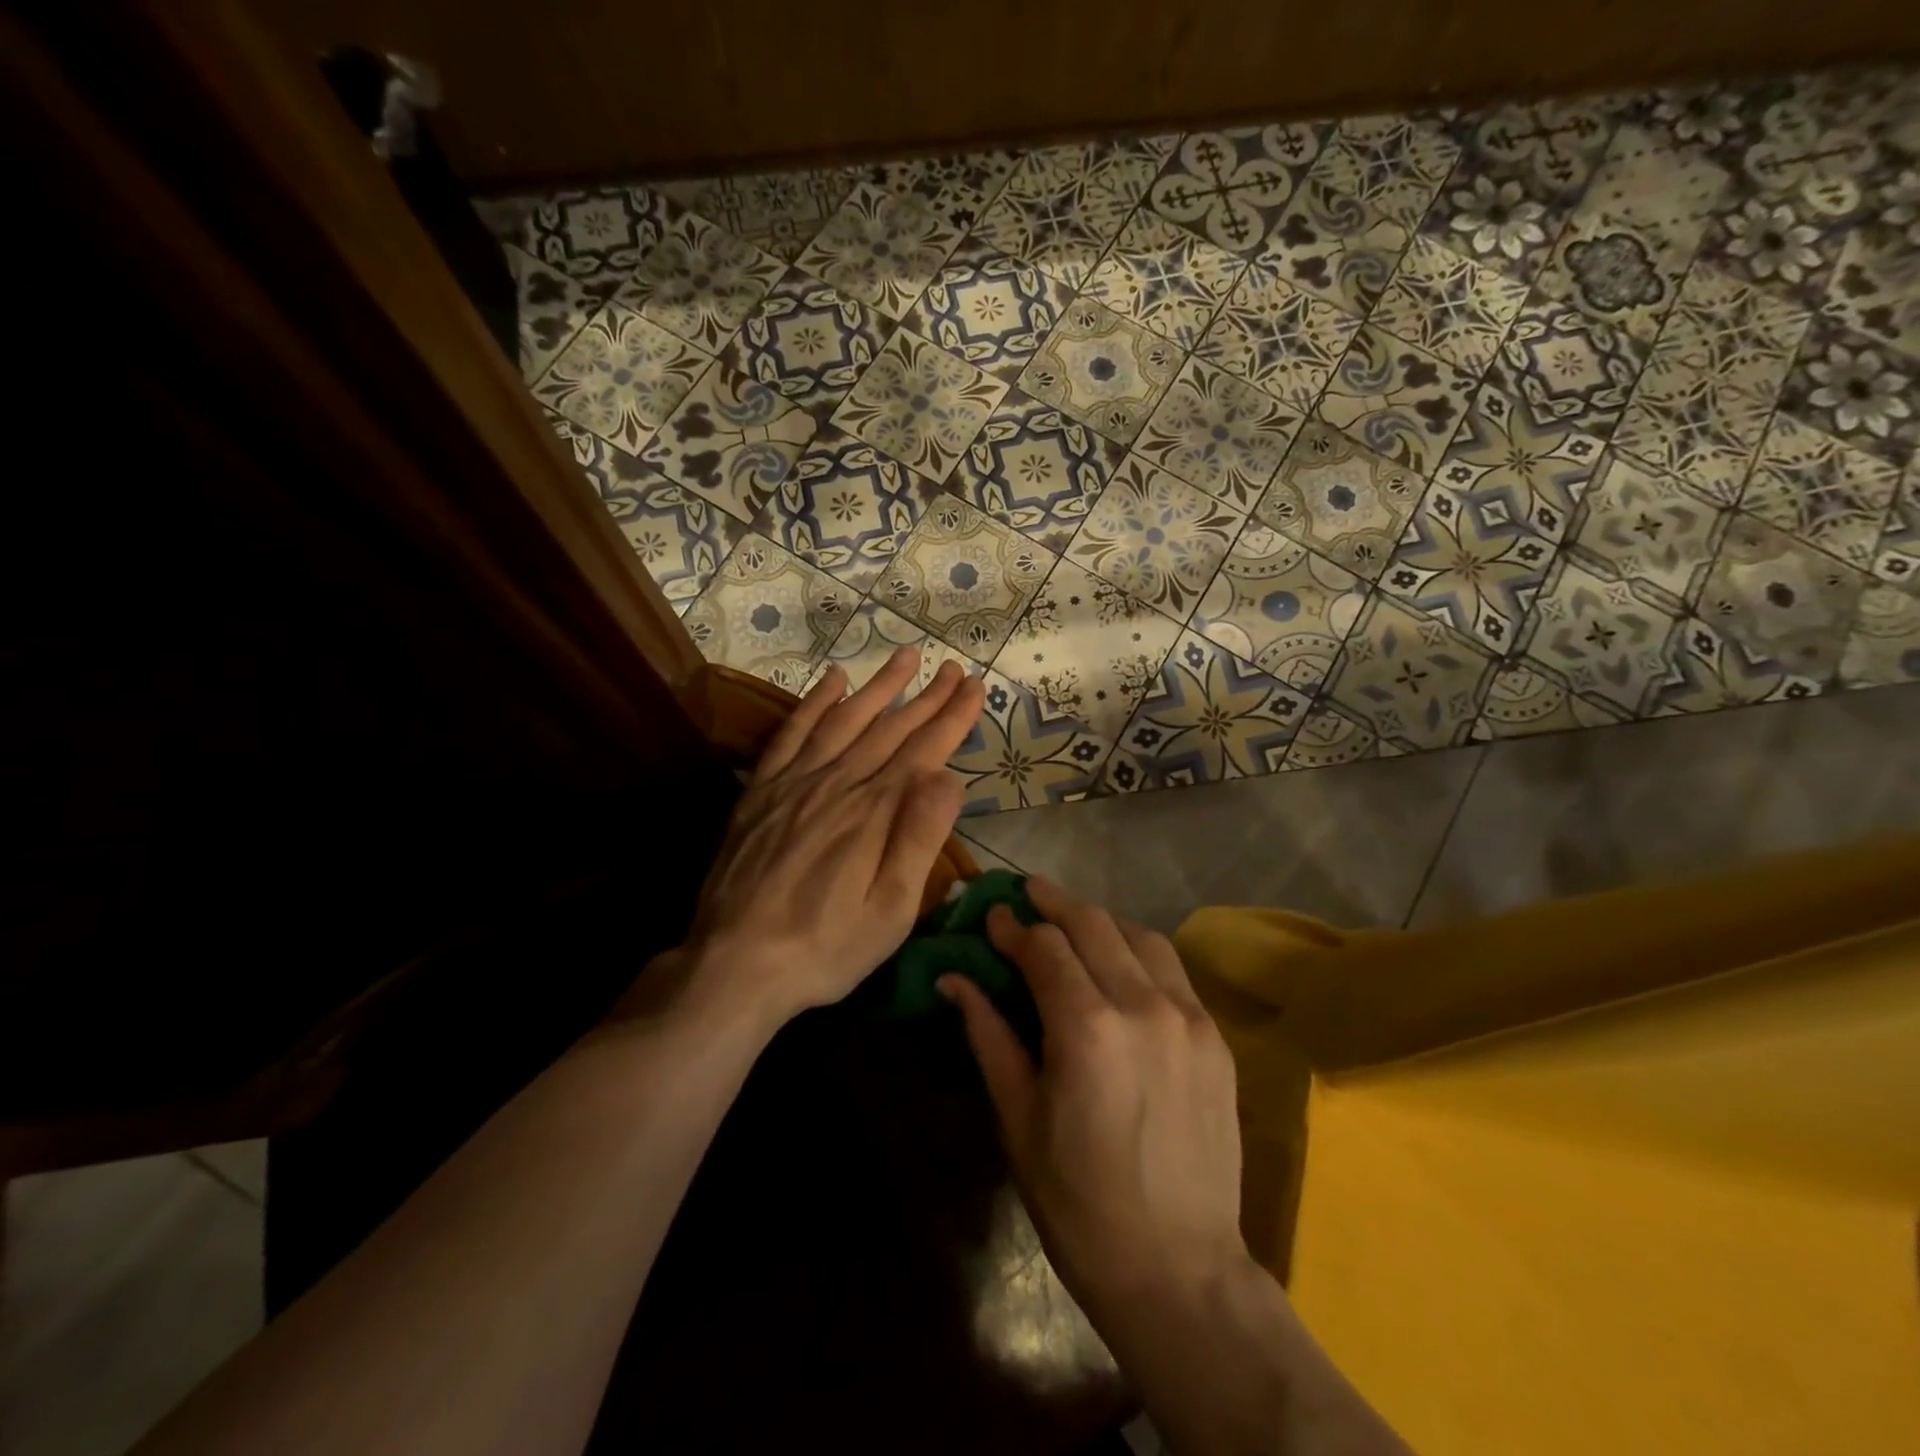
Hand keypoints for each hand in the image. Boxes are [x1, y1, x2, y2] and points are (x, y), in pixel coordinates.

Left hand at [680, 648, 984, 1028]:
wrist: (735, 965)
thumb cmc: (826, 948)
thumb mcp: (891, 911)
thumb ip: (919, 839)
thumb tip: (949, 777)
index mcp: (875, 813)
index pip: (925, 751)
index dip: (953, 717)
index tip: (976, 688)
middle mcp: (838, 784)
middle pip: (890, 729)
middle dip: (927, 696)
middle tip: (955, 667)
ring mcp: (795, 783)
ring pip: (845, 720)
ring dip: (879, 687)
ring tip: (906, 656)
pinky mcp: (762, 791)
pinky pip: (791, 733)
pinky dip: (814, 703)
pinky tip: (833, 679)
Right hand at [940, 879, 1248, 1323]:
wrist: (1179, 1269)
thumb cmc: (1078, 1201)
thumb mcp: (1018, 1117)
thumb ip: (988, 1034)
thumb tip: (952, 979)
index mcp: (1086, 1027)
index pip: (1044, 947)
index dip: (1013, 926)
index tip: (993, 916)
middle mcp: (1142, 1005)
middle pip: (1092, 924)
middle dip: (1054, 903)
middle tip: (1028, 894)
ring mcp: (1187, 1017)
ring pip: (1139, 936)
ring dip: (1099, 920)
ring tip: (1072, 920)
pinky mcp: (1214, 1037)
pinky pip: (1172, 970)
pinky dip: (1138, 950)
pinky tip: (1120, 961)